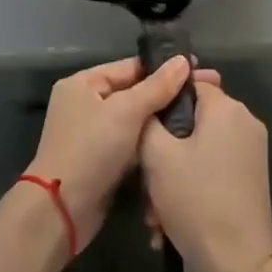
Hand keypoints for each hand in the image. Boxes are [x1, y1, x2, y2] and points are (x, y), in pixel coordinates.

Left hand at [24, 56, 195, 250]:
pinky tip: (181, 141)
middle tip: (209, 93)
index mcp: (83, 84)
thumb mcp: (125, 112)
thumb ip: (156, 87)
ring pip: (136, 121)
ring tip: (201, 117)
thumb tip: (183, 60)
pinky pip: (132, 144)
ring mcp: (94, 134)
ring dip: (162, 121)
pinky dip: (152, 143)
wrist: (62, 211)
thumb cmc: (91, 150)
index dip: (165, 68)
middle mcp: (86, 104)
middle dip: (168, 95)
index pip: (130, 67)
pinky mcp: (103, 161)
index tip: (200, 68)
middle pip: (134, 93)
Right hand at [139, 76, 271, 271]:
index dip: (162, 99)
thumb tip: (151, 104)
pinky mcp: (251, 178)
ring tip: (154, 211)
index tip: (140, 122)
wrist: (239, 263)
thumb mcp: (157, 156)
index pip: (189, 82)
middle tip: (144, 177)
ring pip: (199, 148)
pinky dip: (191, 185)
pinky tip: (170, 219)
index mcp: (226, 108)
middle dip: (164, 147)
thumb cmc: (196, 200)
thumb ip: (149, 119)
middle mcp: (244, 122)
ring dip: (173, 173)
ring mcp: (251, 151)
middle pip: (193, 119)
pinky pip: (212, 167)